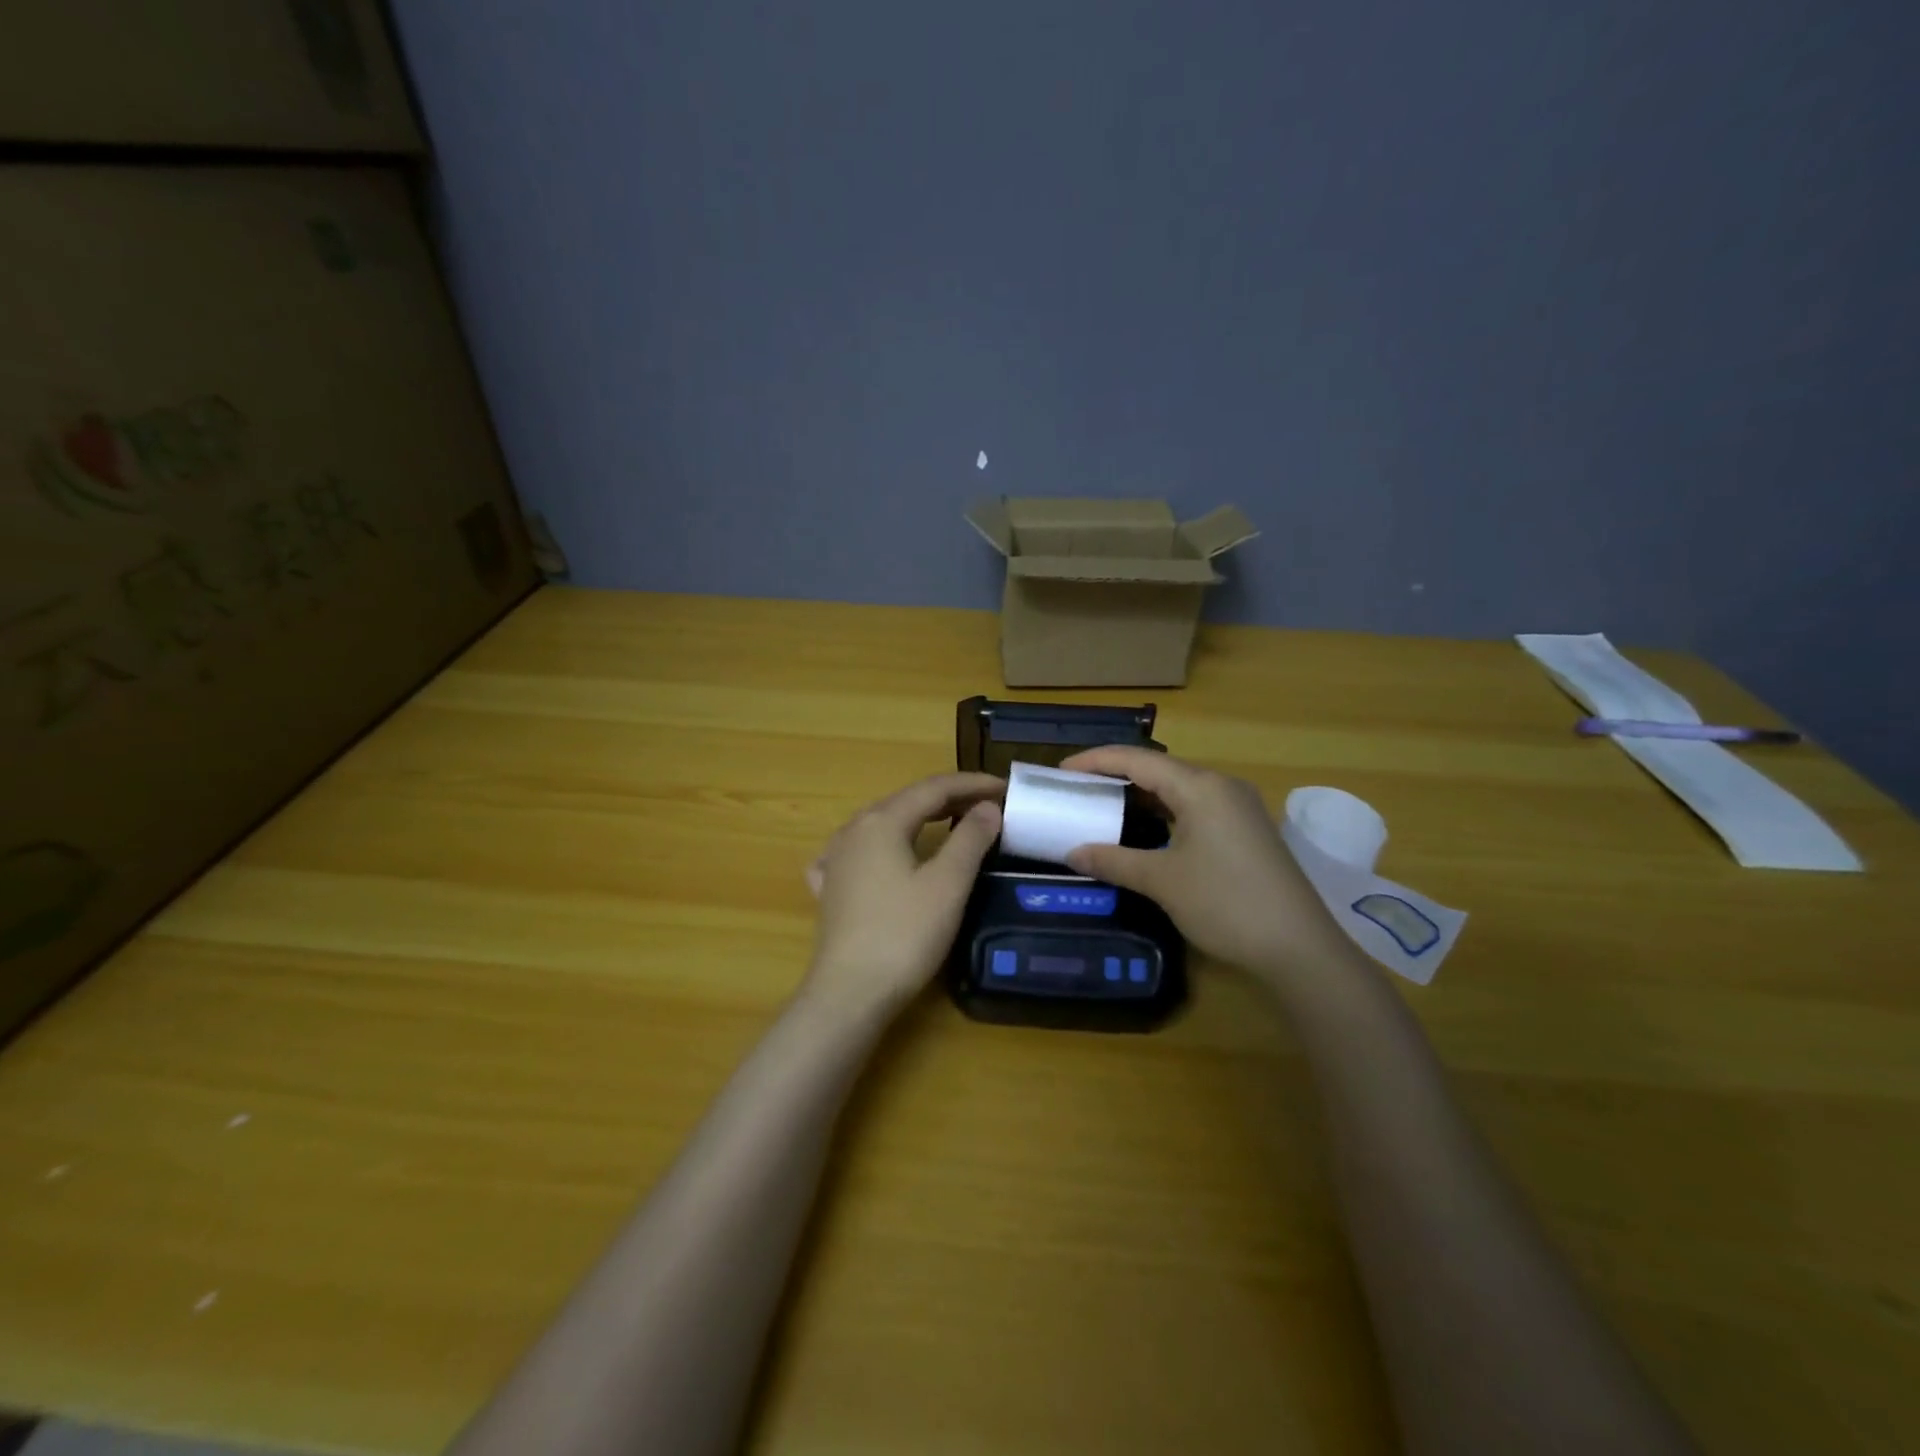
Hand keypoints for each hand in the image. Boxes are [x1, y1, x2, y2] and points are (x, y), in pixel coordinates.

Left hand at [802, 772, 1004, 1020]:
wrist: (850, 993)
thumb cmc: (904, 935)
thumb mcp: (948, 884)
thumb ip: (971, 839)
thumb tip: (988, 807)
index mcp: (882, 821)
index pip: (934, 788)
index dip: (972, 784)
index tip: (1006, 788)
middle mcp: (853, 830)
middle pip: (907, 801)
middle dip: (950, 798)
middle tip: (988, 806)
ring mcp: (836, 859)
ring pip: (884, 824)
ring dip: (920, 818)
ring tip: (951, 823)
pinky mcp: (831, 888)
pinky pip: (862, 851)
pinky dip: (888, 844)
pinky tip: (888, 856)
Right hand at [1058, 747, 1354, 982]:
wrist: (1299, 947)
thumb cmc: (1225, 903)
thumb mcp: (1162, 881)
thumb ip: (1114, 860)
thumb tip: (1074, 852)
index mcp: (1200, 787)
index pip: (1137, 759)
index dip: (1096, 760)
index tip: (1061, 771)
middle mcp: (1222, 786)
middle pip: (1159, 769)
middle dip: (1116, 775)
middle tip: (1078, 788)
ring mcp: (1238, 808)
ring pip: (1179, 789)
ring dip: (1141, 795)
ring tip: (1104, 805)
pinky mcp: (1246, 830)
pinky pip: (1195, 807)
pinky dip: (1164, 812)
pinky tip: (1145, 829)